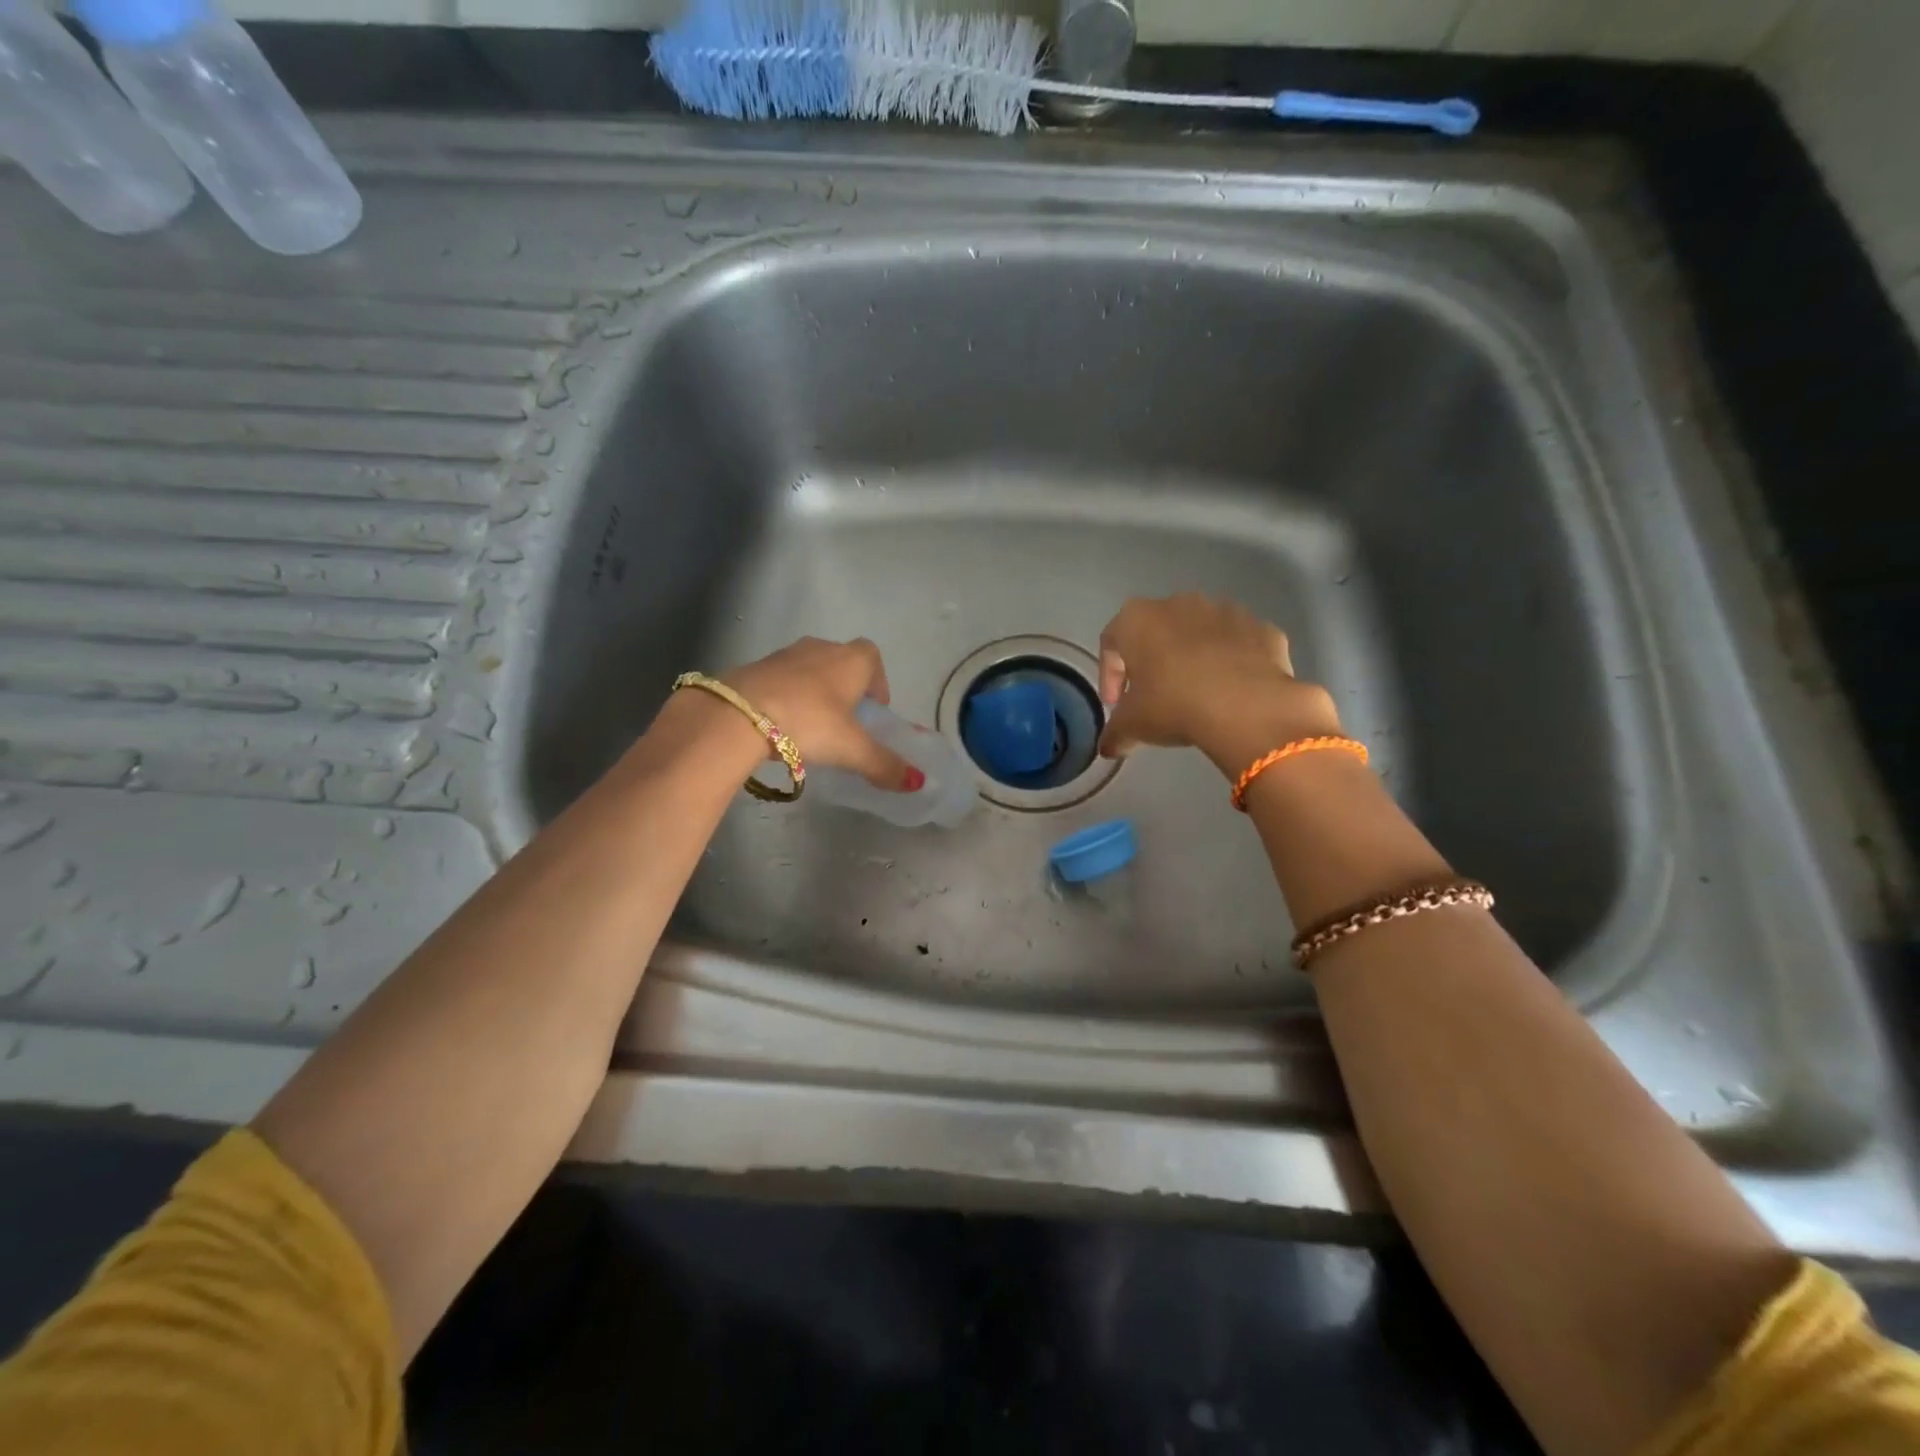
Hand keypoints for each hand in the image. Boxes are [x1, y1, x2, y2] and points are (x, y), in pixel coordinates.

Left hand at [726, 637, 919, 791]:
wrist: (738, 713)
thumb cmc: (809, 722)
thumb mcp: (852, 749)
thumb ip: (884, 764)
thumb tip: (918, 782)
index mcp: (850, 660)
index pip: (872, 657)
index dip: (877, 681)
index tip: (873, 710)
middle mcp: (820, 648)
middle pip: (841, 661)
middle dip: (846, 688)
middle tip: (844, 722)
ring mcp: (784, 655)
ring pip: (809, 669)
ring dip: (815, 691)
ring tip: (812, 726)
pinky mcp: (755, 668)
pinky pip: (780, 680)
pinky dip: (786, 696)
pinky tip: (781, 725)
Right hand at [1097, 594, 1342, 773]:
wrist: (1247, 707)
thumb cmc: (1173, 705)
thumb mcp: (1133, 725)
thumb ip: (1114, 733)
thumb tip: (1108, 747)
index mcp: (1137, 619)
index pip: (1111, 642)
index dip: (1110, 676)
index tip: (1117, 705)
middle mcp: (1178, 603)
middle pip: (1157, 631)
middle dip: (1153, 662)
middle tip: (1155, 698)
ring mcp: (1225, 610)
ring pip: (1200, 633)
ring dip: (1194, 658)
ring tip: (1197, 695)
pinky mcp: (1261, 628)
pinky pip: (1238, 644)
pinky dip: (1233, 662)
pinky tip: (1233, 692)